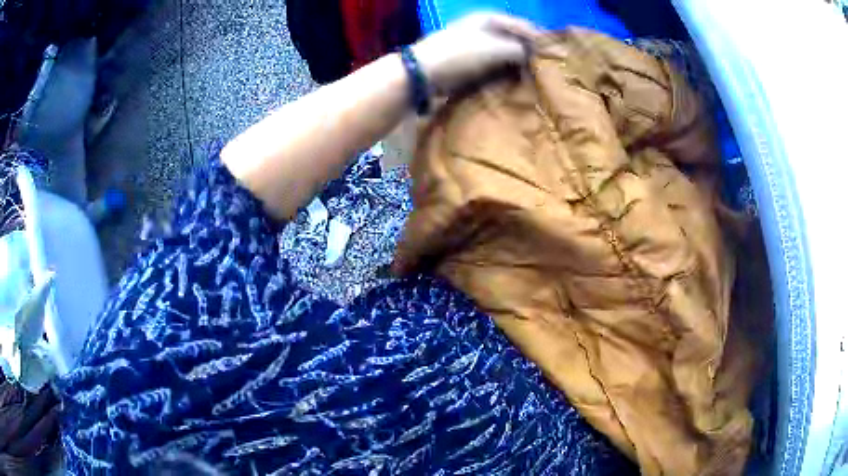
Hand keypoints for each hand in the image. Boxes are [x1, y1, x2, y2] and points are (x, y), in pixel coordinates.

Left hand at [410, 13, 540, 95]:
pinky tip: (514, 83)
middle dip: (529, 53)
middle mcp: (483, 28)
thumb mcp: (495, 48)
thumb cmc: (460, 53)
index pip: (523, 26)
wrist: (423, 72)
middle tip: (546, 70)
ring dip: (517, 65)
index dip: (539, 39)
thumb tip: (534, 56)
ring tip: (534, 79)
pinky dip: (504, 73)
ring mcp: (475, 45)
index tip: (556, 56)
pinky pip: (493, 66)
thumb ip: (519, 50)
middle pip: (514, 39)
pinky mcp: (469, 62)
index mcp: (490, 18)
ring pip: (504, 54)